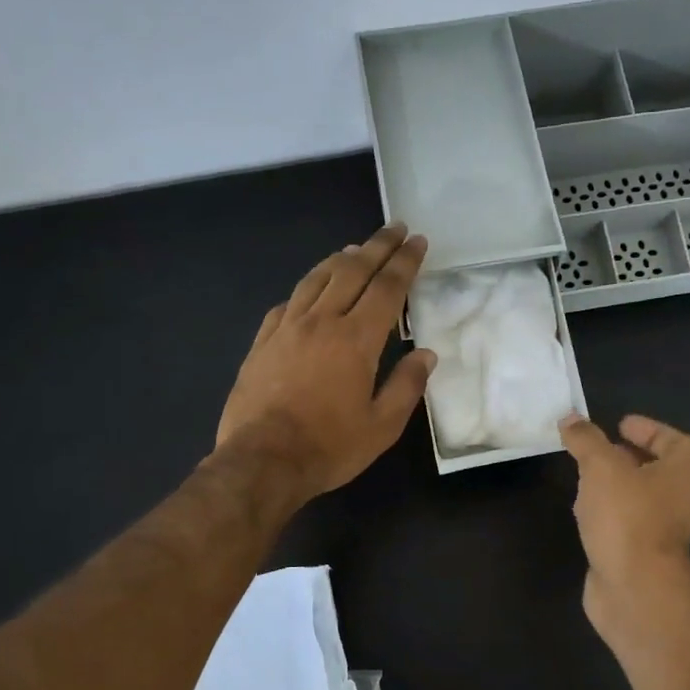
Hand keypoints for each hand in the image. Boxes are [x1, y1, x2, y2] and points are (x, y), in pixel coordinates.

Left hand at [216, 224, 434, 501]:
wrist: (262, 461)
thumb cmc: (329, 447)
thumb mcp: (382, 426)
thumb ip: (406, 386)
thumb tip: (426, 355)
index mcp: (356, 340)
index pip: (386, 288)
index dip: (404, 262)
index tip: (416, 241)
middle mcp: (321, 322)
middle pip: (351, 271)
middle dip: (376, 246)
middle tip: (393, 229)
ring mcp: (287, 329)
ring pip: (315, 280)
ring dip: (339, 260)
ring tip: (354, 249)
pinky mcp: (262, 343)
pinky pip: (287, 303)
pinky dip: (306, 289)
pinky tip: (310, 291)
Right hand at [559, 413, 689, 639]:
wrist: (634, 590)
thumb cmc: (628, 518)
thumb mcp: (602, 467)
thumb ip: (586, 440)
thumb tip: (571, 419)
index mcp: (677, 474)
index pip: (678, 443)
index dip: (653, 430)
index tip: (620, 425)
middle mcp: (671, 501)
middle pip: (654, 471)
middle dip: (625, 458)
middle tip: (594, 450)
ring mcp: (652, 532)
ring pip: (633, 500)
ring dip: (610, 487)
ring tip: (580, 477)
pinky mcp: (631, 556)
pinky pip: (617, 526)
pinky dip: (600, 516)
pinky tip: (579, 514)